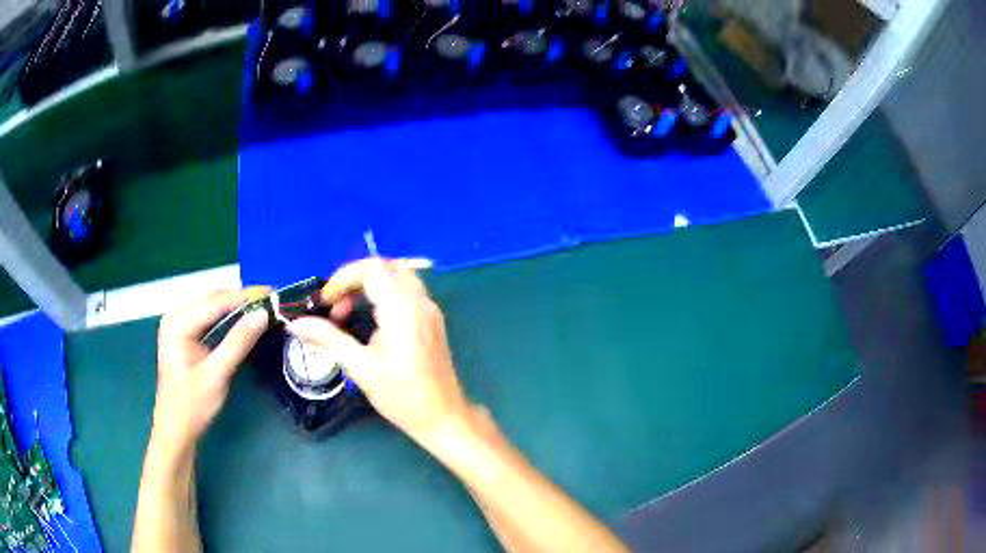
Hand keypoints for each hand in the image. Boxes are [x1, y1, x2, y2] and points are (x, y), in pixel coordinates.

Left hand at [154, 289, 270, 447]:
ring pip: (210, 305)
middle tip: (270, 300)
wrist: (176, 428)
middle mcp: (175, 316)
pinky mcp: (181, 334)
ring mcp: (176, 324)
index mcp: (178, 323)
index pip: (216, 301)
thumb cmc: (193, 404)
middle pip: (212, 299)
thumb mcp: (218, 374)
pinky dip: (225, 316)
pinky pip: (206, 316)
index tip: (273, 293)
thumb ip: (239, 342)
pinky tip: (240, 319)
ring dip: (234, 306)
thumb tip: (263, 314)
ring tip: (260, 307)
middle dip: (240, 299)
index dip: (245, 296)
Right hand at [287, 258, 470, 443]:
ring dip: (368, 285)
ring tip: (347, 313)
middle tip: (335, 305)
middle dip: (354, 278)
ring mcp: (430, 309)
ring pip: (397, 276)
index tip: (324, 302)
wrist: (443, 417)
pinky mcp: (432, 319)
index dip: (343, 278)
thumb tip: (295, 323)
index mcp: (403, 309)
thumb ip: (328, 339)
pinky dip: (383, 294)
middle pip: (385, 266)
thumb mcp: (361, 368)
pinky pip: (406, 291)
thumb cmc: (402, 396)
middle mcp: (420, 301)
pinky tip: (369, 320)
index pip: (372, 269)